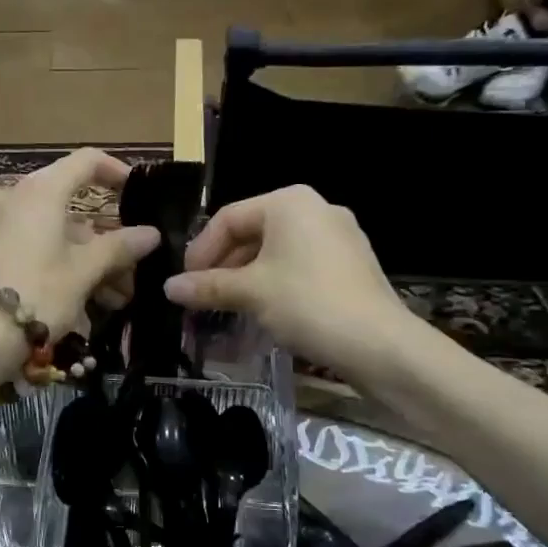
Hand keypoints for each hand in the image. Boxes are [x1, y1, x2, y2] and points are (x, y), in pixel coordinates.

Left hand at [0, 148, 159, 358]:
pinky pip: (28, 245)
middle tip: (129, 269)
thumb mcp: (85, 271)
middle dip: (103, 238)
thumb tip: (151, 233)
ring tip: (111, 298)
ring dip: (84, 258)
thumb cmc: (38, 293)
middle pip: (68, 205)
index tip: (136, 191)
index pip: (85, 161)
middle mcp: (13, 197)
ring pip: (50, 232)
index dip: (115, 171)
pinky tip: (76, 297)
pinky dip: (55, 262)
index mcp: (40, 191)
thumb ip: (119, 247)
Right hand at [162, 186, 417, 379]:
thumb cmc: (307, 303)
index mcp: (289, 202)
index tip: (184, 282)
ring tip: (228, 307)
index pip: (229, 218)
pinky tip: (264, 311)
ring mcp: (338, 236)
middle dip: (223, 266)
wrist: (379, 344)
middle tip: (203, 296)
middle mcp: (316, 209)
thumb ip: (207, 287)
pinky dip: (275, 283)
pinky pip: (300, 265)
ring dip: (247, 278)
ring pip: (276, 251)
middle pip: (253, 232)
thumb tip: (168, 288)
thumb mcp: (250, 293)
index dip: (201, 250)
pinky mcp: (351, 264)